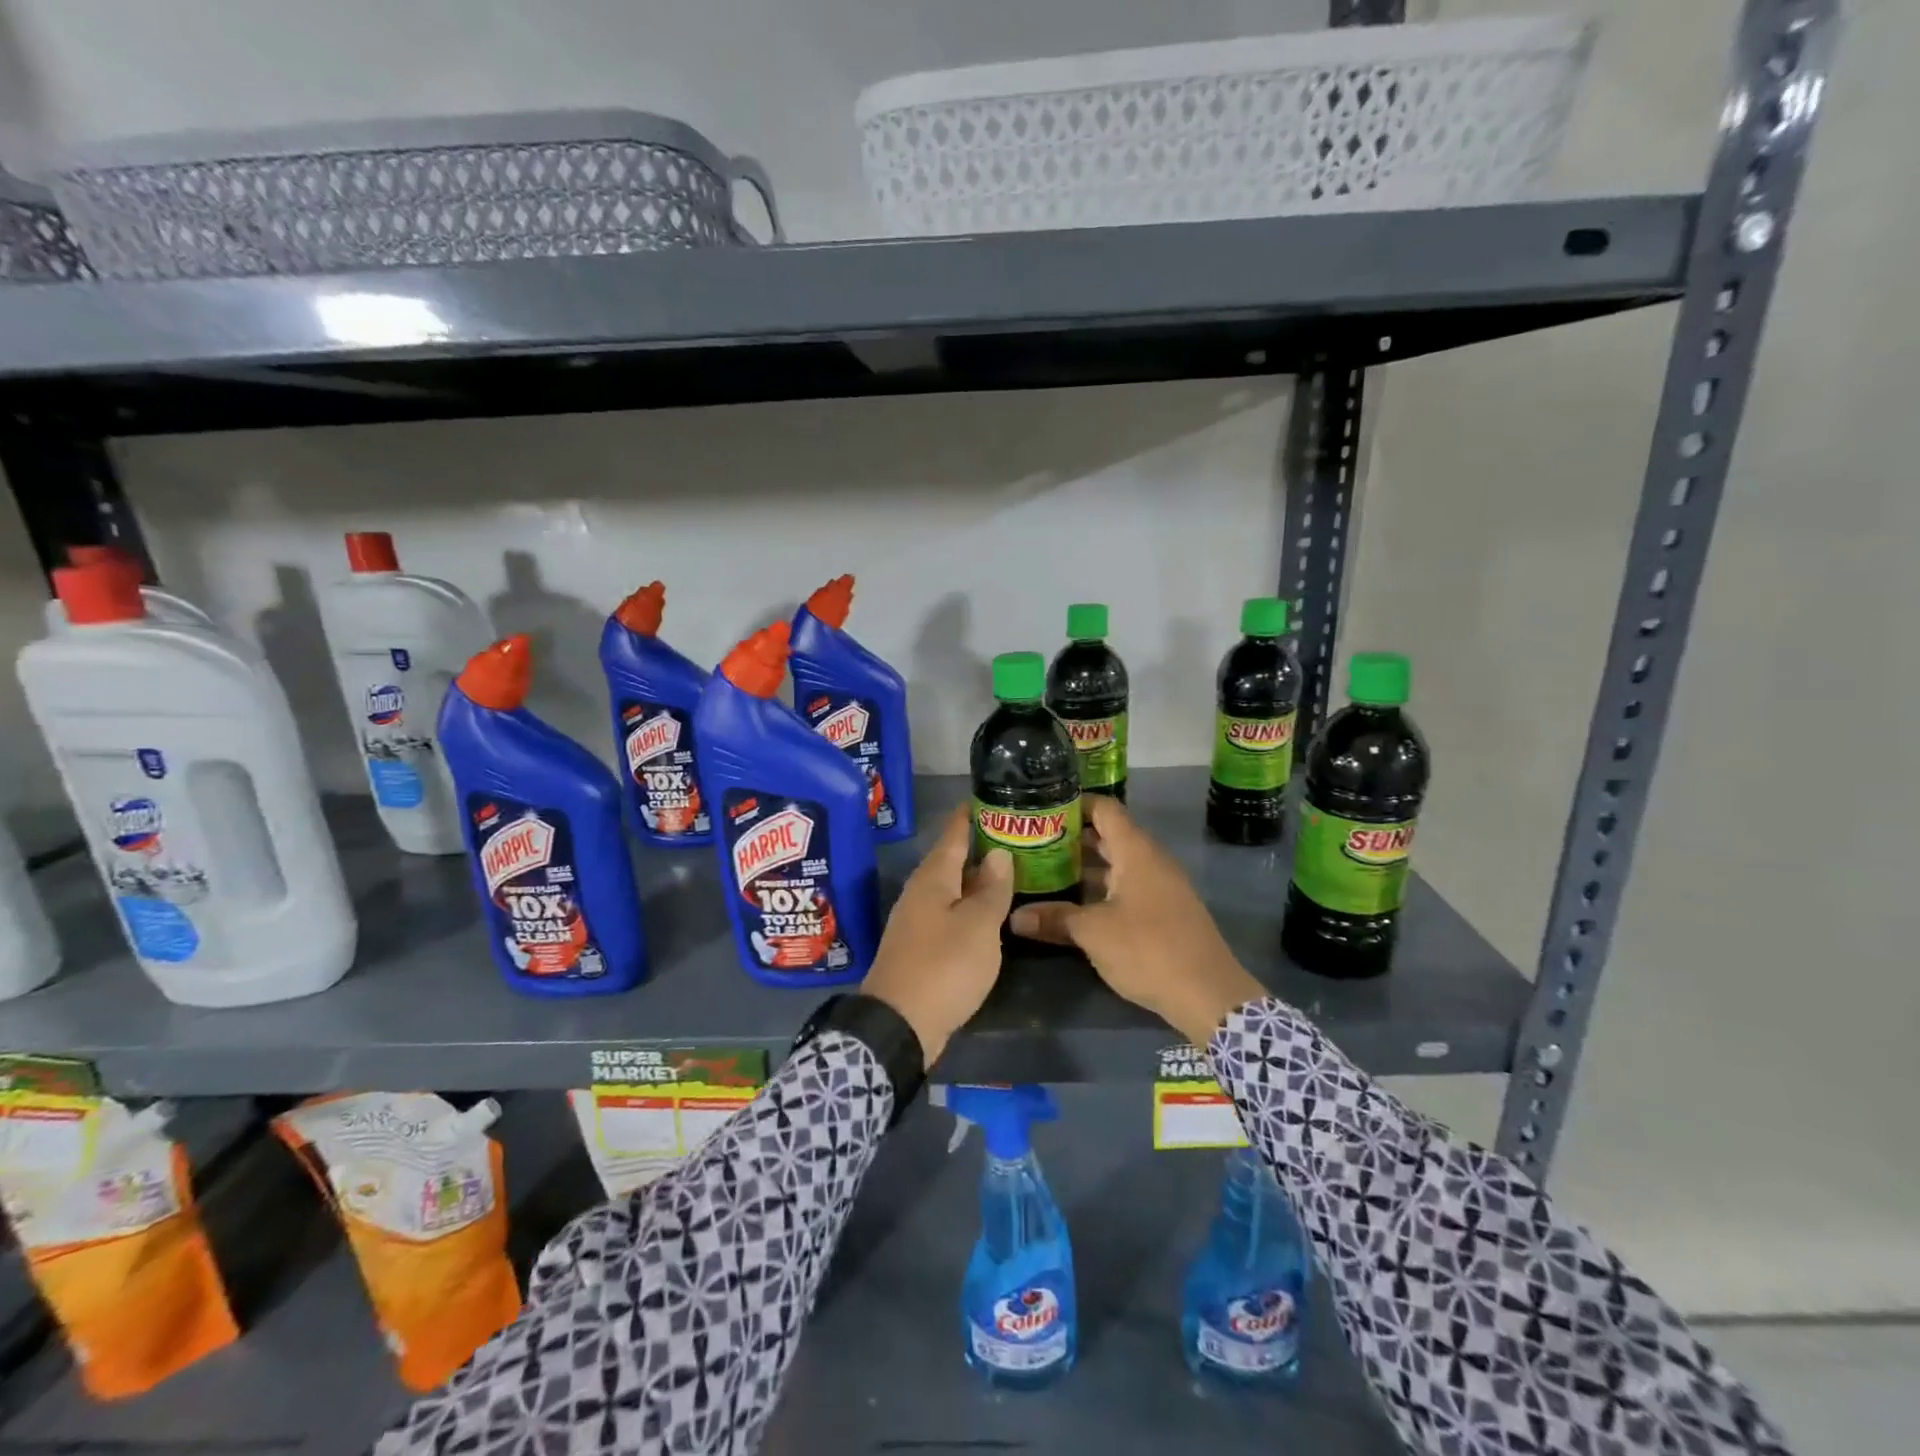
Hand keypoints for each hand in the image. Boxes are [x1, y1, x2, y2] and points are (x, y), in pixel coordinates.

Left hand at [861, 807, 1014, 1064]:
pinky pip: (949, 913)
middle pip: (952, 860)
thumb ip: (991, 889)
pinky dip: (970, 906)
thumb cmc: (943, 966)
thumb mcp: (978, 926)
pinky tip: (990, 913)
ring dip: (978, 879)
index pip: (953, 834)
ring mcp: (918, 919)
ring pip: (952, 888)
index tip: (992, 797)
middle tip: (1016, 835)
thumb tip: (999, 854)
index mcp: (933, 878)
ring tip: (1011, 870)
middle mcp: (921, 892)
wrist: (899, 1024)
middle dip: (981, 846)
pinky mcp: (920, 945)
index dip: (971, 815)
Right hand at [1008, 796, 1265, 1046]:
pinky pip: (1128, 887)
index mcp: (1136, 851)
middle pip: (1109, 836)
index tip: (1042, 809)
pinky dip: (1102, 889)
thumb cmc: (1148, 949)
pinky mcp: (1165, 912)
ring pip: (1118, 864)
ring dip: (1086, 867)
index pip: (1104, 808)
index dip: (1075, 804)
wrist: (1208, 994)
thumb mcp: (1093, 932)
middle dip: (1073, 838)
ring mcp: (1161, 886)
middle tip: (1034, 843)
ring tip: (1046, 872)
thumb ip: (1055, 919)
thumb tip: (1014, 917)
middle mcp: (1151, 860)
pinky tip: (1076, 905)